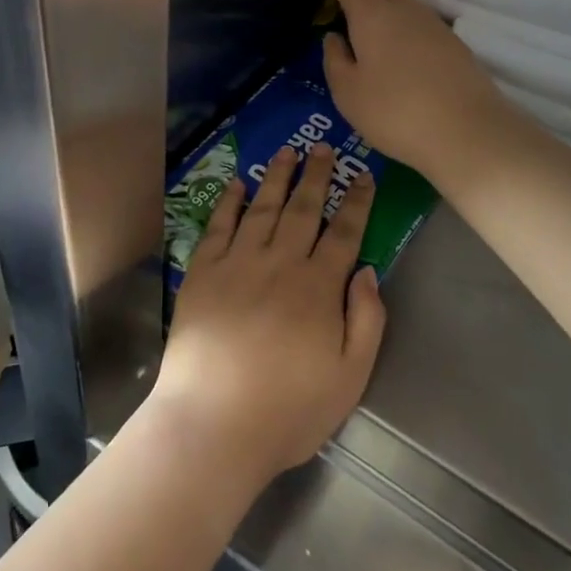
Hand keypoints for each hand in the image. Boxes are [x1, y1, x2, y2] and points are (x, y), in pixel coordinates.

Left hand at [147, 144, 384, 488]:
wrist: (213, 424)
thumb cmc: (287, 410)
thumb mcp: (349, 378)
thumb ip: (366, 321)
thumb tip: (368, 272)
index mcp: (319, 287)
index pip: (344, 233)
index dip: (357, 202)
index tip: (363, 175)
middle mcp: (280, 263)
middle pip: (303, 209)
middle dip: (316, 175)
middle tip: (322, 146)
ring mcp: (238, 264)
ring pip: (263, 208)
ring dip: (277, 177)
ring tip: (286, 151)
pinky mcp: (203, 272)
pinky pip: (219, 226)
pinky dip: (229, 201)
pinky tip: (237, 184)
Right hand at [323, 0, 513, 183]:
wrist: (467, 131)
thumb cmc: (395, 112)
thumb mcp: (349, 94)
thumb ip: (336, 62)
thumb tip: (333, 37)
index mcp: (372, 17)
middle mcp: (404, 11)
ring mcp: (434, 26)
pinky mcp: (453, 45)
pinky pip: (421, 14)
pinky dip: (406, 7)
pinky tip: (403, 23)